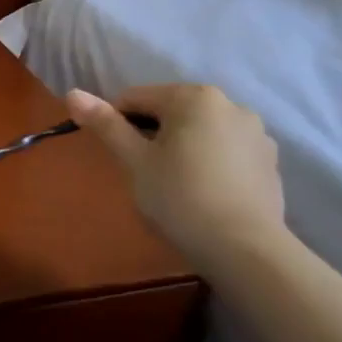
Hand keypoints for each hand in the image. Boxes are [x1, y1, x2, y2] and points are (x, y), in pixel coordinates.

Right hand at [66, 84, 285, 263]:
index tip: (117, 156)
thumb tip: (72, 93)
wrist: (244, 248)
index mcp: (193, 97)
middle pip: (170, 111)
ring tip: (174, 184)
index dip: (116, 124)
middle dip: (151, 134)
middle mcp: (230, 104)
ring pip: (199, 130)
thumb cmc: (179, 197)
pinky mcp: (269, 160)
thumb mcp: (134, 160)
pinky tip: (203, 191)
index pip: (135, 98)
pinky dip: (208, 161)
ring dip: (180, 146)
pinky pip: (224, 149)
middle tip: (143, 172)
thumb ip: (105, 124)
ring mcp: (256, 132)